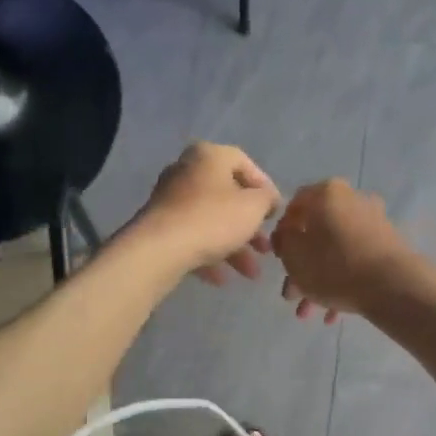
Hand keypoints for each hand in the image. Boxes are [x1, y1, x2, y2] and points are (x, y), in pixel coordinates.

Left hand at [132, 142, 281, 284]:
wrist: (161, 249)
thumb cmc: (214, 219)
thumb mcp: (254, 207)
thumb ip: (266, 199)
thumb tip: (267, 199)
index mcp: (209, 156)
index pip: (244, 164)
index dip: (264, 188)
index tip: (275, 213)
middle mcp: (186, 171)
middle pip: (227, 198)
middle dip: (250, 228)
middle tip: (266, 250)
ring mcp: (170, 200)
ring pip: (211, 222)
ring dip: (234, 248)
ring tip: (251, 274)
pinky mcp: (159, 226)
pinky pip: (192, 238)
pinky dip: (209, 255)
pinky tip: (221, 279)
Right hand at [271, 179, 419, 322]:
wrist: (391, 285)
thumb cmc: (333, 266)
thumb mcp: (293, 255)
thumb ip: (283, 240)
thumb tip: (288, 233)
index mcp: (326, 193)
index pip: (293, 207)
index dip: (282, 235)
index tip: (279, 260)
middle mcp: (352, 199)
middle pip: (316, 234)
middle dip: (301, 268)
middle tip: (291, 295)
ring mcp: (373, 222)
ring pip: (335, 251)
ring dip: (318, 281)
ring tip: (310, 312)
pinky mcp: (388, 245)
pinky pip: (355, 260)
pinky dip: (342, 281)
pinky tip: (333, 313)